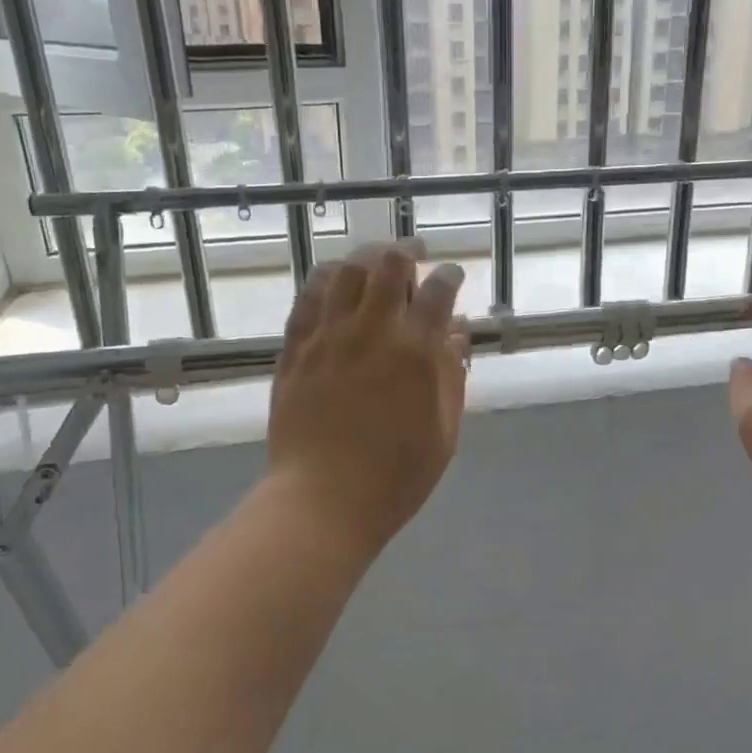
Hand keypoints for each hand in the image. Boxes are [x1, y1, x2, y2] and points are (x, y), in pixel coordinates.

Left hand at [267, 241, 469, 553]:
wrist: (323, 501)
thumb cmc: (395, 476)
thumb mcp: (444, 432)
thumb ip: (452, 376)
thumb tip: (456, 333)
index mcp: (415, 352)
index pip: (438, 291)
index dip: (449, 276)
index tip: (452, 278)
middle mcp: (371, 331)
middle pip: (388, 264)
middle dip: (406, 251)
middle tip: (414, 255)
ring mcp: (327, 337)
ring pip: (344, 271)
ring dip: (364, 259)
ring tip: (373, 264)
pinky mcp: (295, 350)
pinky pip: (307, 299)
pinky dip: (325, 281)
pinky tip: (334, 283)